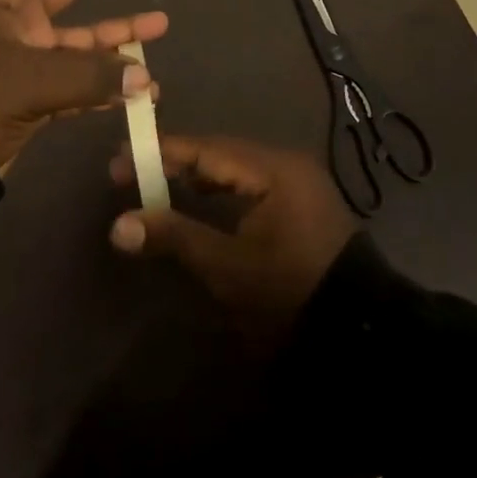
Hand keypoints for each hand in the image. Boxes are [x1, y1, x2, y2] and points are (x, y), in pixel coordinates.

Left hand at [0, 0, 168, 171]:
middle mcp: (13, 19)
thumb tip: (145, 78)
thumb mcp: (29, 79)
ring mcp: (22, 57)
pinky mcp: (28, 95)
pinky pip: (76, 79)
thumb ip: (92, 75)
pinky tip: (138, 87)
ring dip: (117, 33)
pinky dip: (104, 82)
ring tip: (160, 22)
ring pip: (79, 36)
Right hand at [107, 134, 358, 327]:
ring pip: (235, 168)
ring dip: (197, 176)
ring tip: (156, 184)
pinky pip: (251, 183)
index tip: (120, 159)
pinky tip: (199, 201)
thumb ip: (175, 237)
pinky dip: (221, 190)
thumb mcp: (228, 267)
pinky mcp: (299, 202)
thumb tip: (119, 225)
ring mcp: (297, 181)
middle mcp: (286, 163)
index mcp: (273, 168)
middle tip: (131, 173)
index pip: (207, 148)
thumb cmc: (289, 291)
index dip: (162, 153)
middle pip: (220, 153)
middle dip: (176, 162)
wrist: (357, 329)